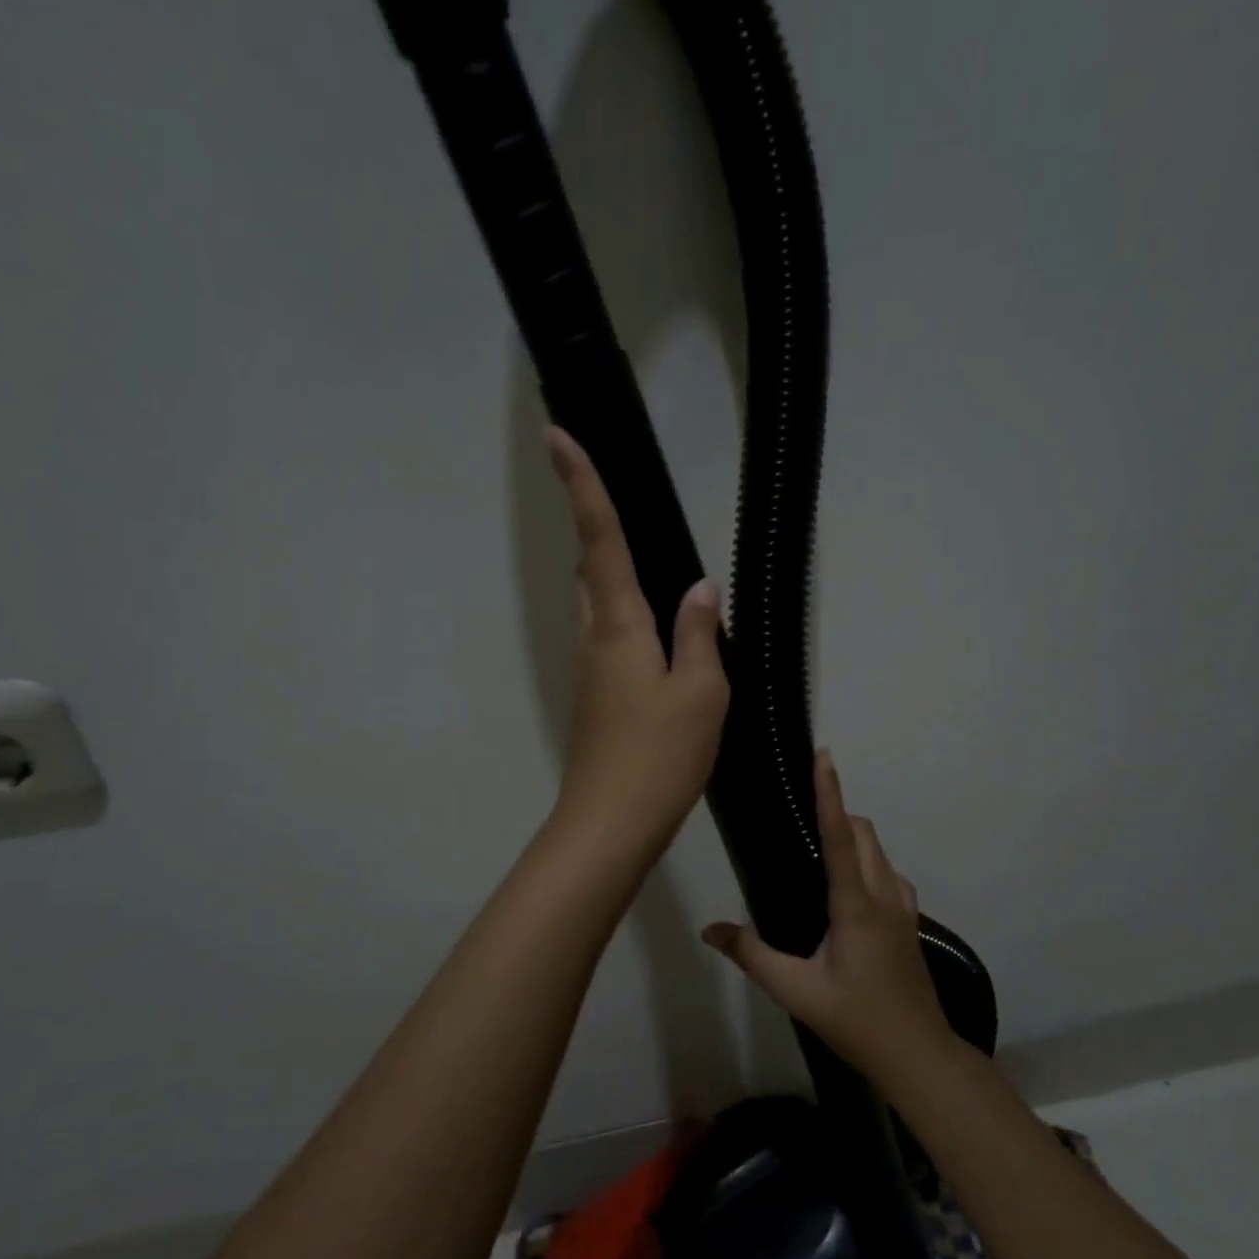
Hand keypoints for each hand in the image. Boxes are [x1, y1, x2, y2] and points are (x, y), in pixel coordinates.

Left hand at [547, 427, 728, 853]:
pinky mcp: (595, 698)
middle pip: (591, 570)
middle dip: (598, 530)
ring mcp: (590, 671)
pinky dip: (626, 619)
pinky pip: (609, 639)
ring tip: (651, 567)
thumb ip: (699, 634)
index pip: (601, 541)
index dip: (582, 487)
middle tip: (616, 501)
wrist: (612, 822)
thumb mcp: (700, 692)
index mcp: (619, 626)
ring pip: (598, 606)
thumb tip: (699, 587)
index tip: (558, 436)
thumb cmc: (660, 755)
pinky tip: (658, 636)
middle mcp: (594, 639)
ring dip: (613, 577)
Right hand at [703, 752, 953, 1080]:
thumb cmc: (856, 1020)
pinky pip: (888, 873)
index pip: (839, 837)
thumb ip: (752, 956)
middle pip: (863, 833)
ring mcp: (903, 907)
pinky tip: (847, 888)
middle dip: (837, 811)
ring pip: (879, 851)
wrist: (918, 1055)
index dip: (830, 794)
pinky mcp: (910, 921)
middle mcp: (883, 895)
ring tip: (818, 847)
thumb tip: (710, 930)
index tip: (824, 757)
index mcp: (855, 905)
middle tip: (801, 812)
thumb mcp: (796, 992)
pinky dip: (867, 861)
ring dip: (853, 836)